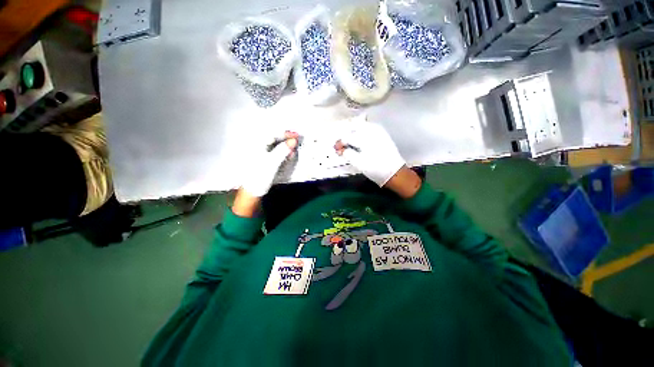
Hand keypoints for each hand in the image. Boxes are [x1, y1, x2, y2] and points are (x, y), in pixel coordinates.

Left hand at [235, 131, 297, 216]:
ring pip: (276, 145)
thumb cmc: (259, 176)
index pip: (273, 133)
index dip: (285, 133)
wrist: (252, 191)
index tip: (297, 135)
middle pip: (274, 138)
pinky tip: (288, 155)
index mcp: (256, 144)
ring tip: (293, 151)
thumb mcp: (272, 163)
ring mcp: (261, 152)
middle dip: (286, 139)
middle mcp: (258, 146)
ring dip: (286, 147)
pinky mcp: (265, 159)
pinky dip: (283, 153)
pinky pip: (276, 152)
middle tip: (296, 143)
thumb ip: (282, 150)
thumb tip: (293, 141)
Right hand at [334, 117, 404, 186]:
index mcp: (364, 138)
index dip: (340, 143)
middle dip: (346, 135)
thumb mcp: (358, 163)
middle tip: (342, 145)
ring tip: (350, 142)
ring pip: (361, 125)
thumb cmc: (375, 169)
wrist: (394, 173)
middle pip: (354, 127)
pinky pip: (369, 127)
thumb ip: (347, 154)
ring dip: (353, 132)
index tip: (336, 149)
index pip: (347, 137)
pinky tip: (360, 139)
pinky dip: (361, 131)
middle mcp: (372, 130)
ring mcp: (378, 131)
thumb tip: (340, 149)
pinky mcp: (382, 134)